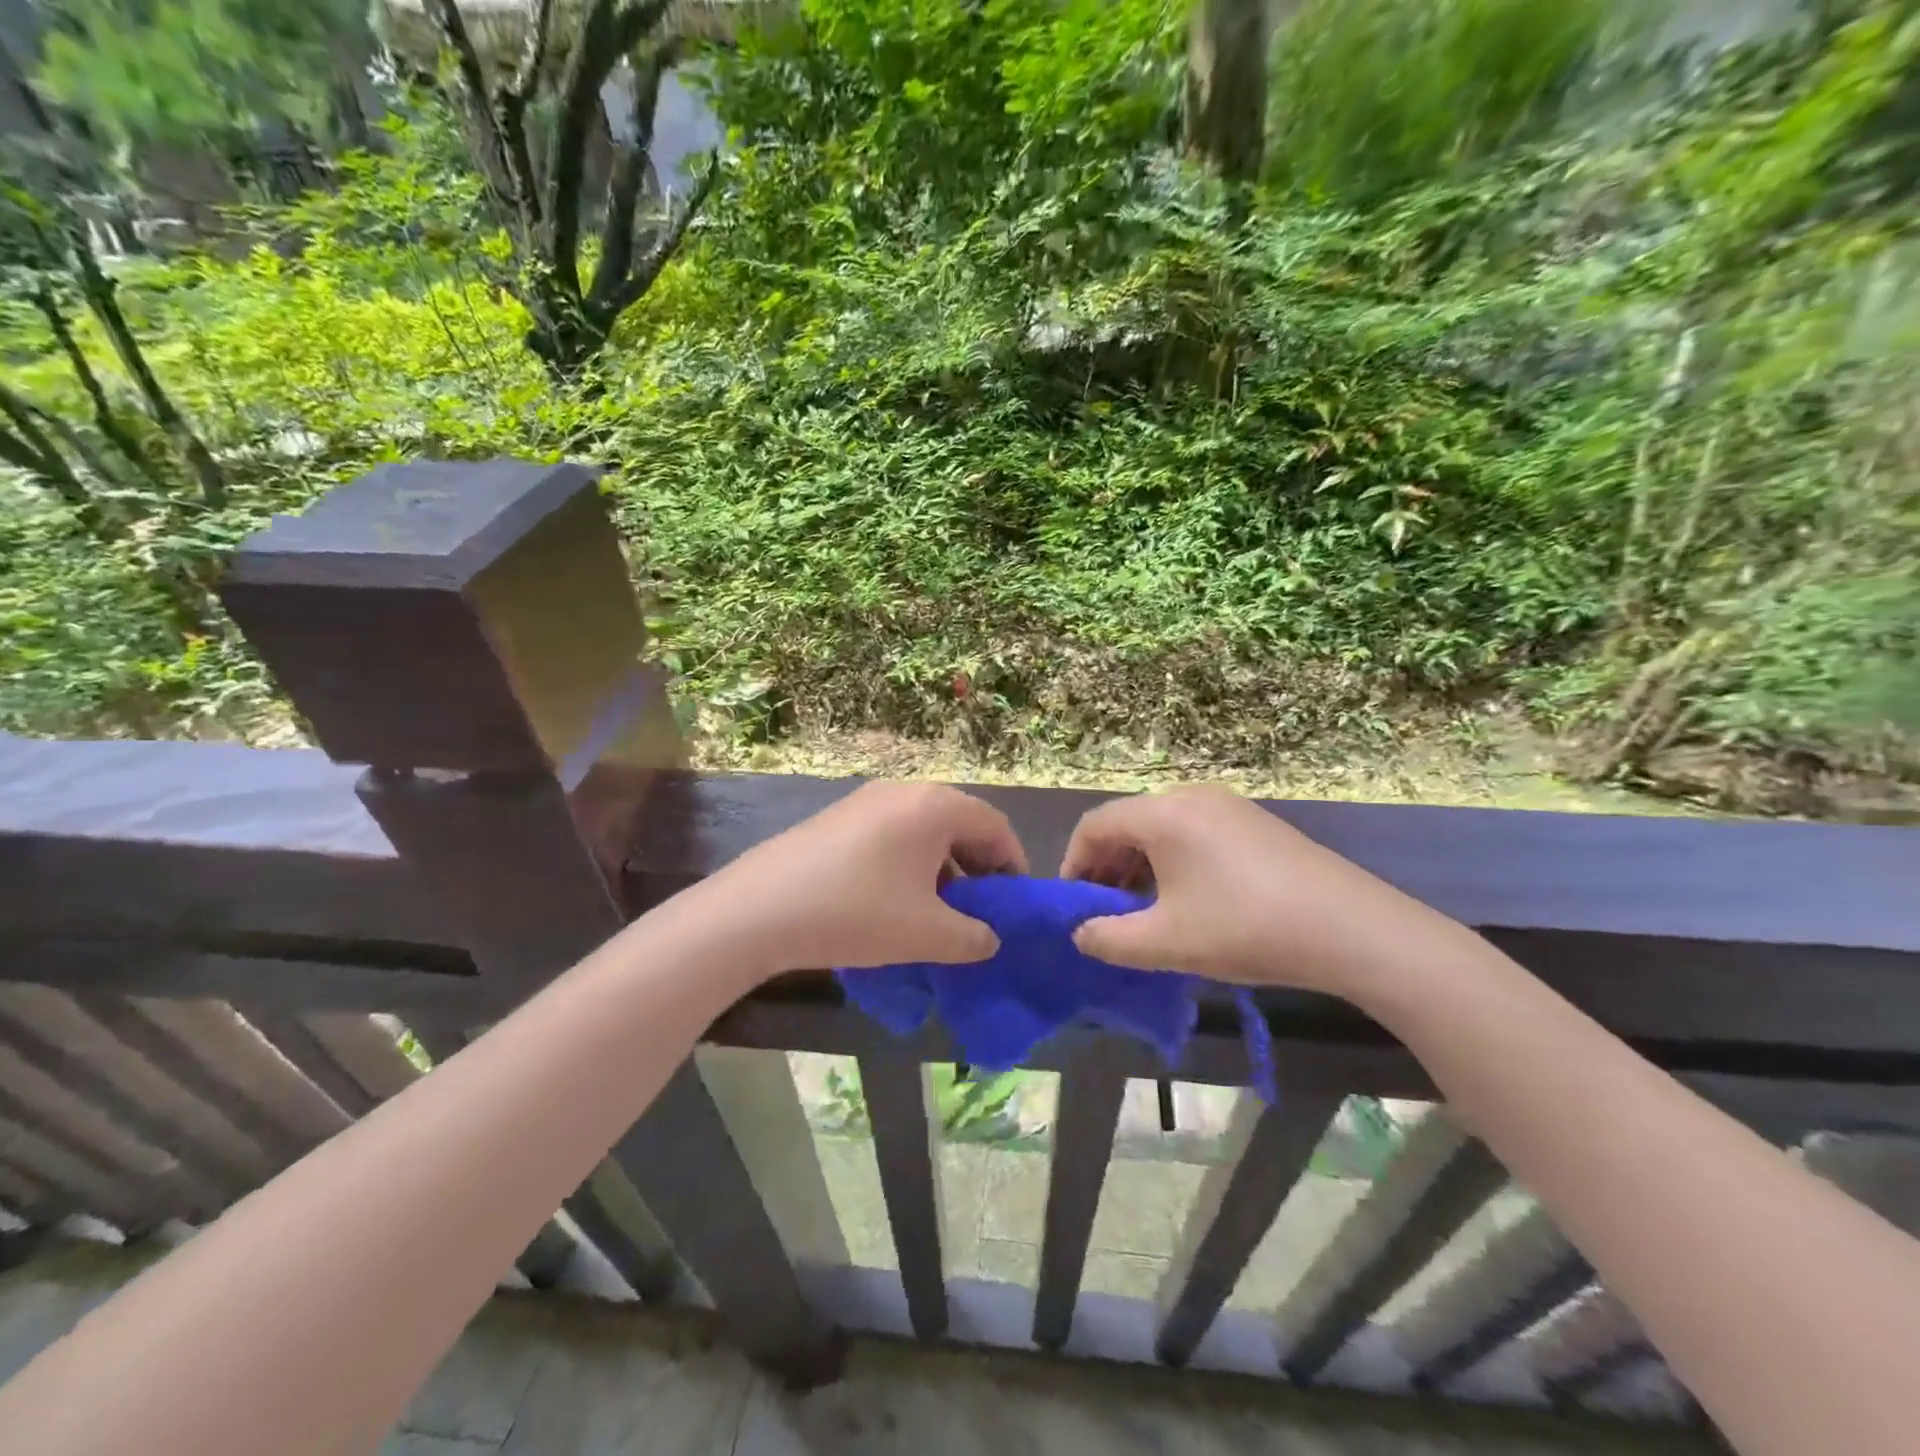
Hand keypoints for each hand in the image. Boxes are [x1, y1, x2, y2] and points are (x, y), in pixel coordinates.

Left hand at [692, 781, 1026, 977]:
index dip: (1013, 865)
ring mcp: (865, 800)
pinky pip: (891, 834)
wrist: (759, 910)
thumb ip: (973, 937)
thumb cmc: (857, 913)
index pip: (995, 826)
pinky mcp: (836, 818)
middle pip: (959, 823)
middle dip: (976, 867)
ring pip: (923, 830)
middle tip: (978, 911)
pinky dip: (907, 863)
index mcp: (935, 806)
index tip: (1014, 905)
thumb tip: (989, 939)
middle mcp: (903, 791)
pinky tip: (893, 902)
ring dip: (941, 867)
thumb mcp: (926, 934)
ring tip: (936, 912)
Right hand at [1061, 785, 1463, 1000]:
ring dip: (1140, 866)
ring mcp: (1228, 806)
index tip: (1074, 905)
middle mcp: (1190, 796)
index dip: (1074, 864)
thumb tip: (1080, 934)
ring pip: (1162, 828)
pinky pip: (1194, 832)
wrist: (1351, 928)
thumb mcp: (1166, 942)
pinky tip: (1188, 900)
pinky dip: (1173, 860)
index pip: (1094, 826)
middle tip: (1106, 912)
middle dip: (1107, 867)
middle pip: (1128, 823)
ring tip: (1144, 910)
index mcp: (1162, 814)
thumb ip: (1109, 939)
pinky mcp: (1255, 822)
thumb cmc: (1245, 928)